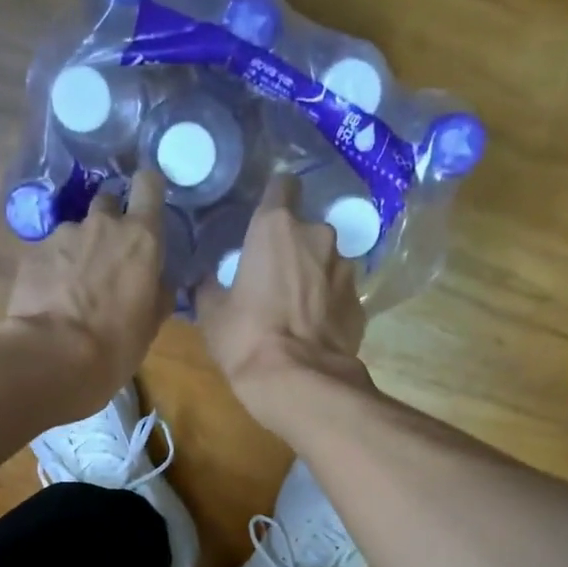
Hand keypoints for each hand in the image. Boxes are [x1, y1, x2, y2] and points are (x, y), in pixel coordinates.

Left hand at [3, 169, 172, 415]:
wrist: (54, 357)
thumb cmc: (116, 344)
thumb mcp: (151, 323)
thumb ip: (158, 291)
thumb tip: (159, 281)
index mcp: (141, 238)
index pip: (148, 184)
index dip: (148, 189)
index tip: (146, 202)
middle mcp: (102, 224)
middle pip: (108, 200)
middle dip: (110, 219)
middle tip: (109, 254)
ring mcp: (63, 235)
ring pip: (76, 230)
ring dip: (79, 249)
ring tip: (74, 285)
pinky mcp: (33, 252)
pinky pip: (49, 252)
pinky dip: (53, 267)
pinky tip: (52, 296)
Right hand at [197, 174, 370, 429]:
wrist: (299, 381)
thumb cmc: (246, 338)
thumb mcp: (212, 312)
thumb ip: (211, 285)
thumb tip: (208, 279)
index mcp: (276, 227)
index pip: (282, 185)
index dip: (274, 198)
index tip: (264, 217)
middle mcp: (318, 236)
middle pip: (306, 229)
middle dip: (294, 246)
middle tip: (275, 275)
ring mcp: (346, 268)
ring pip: (327, 261)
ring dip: (314, 275)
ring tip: (298, 306)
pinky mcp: (360, 302)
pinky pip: (339, 294)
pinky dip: (329, 304)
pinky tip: (315, 329)